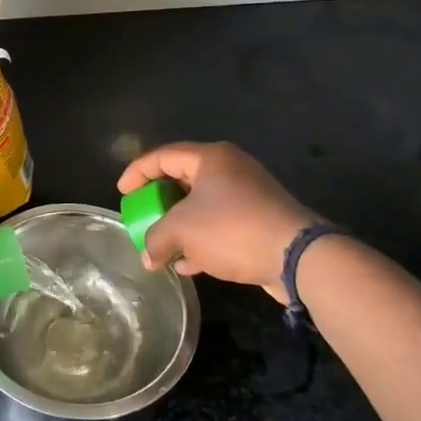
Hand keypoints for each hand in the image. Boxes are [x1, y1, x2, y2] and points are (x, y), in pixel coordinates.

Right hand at [117, 142, 319, 285]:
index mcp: (210, 158)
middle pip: (182, 179)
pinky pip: (220, 225)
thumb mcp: (182, 231)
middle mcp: (230, 170)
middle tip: (142, 217)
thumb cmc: (232, 229)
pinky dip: (201, 240)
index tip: (122, 193)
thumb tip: (148, 256)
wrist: (297, 257)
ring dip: (179, 226)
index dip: (137, 172)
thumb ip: (156, 239)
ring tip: (160, 246)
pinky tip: (187, 264)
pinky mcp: (259, 221)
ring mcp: (248, 196)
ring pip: (201, 206)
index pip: (163, 156)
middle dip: (159, 203)